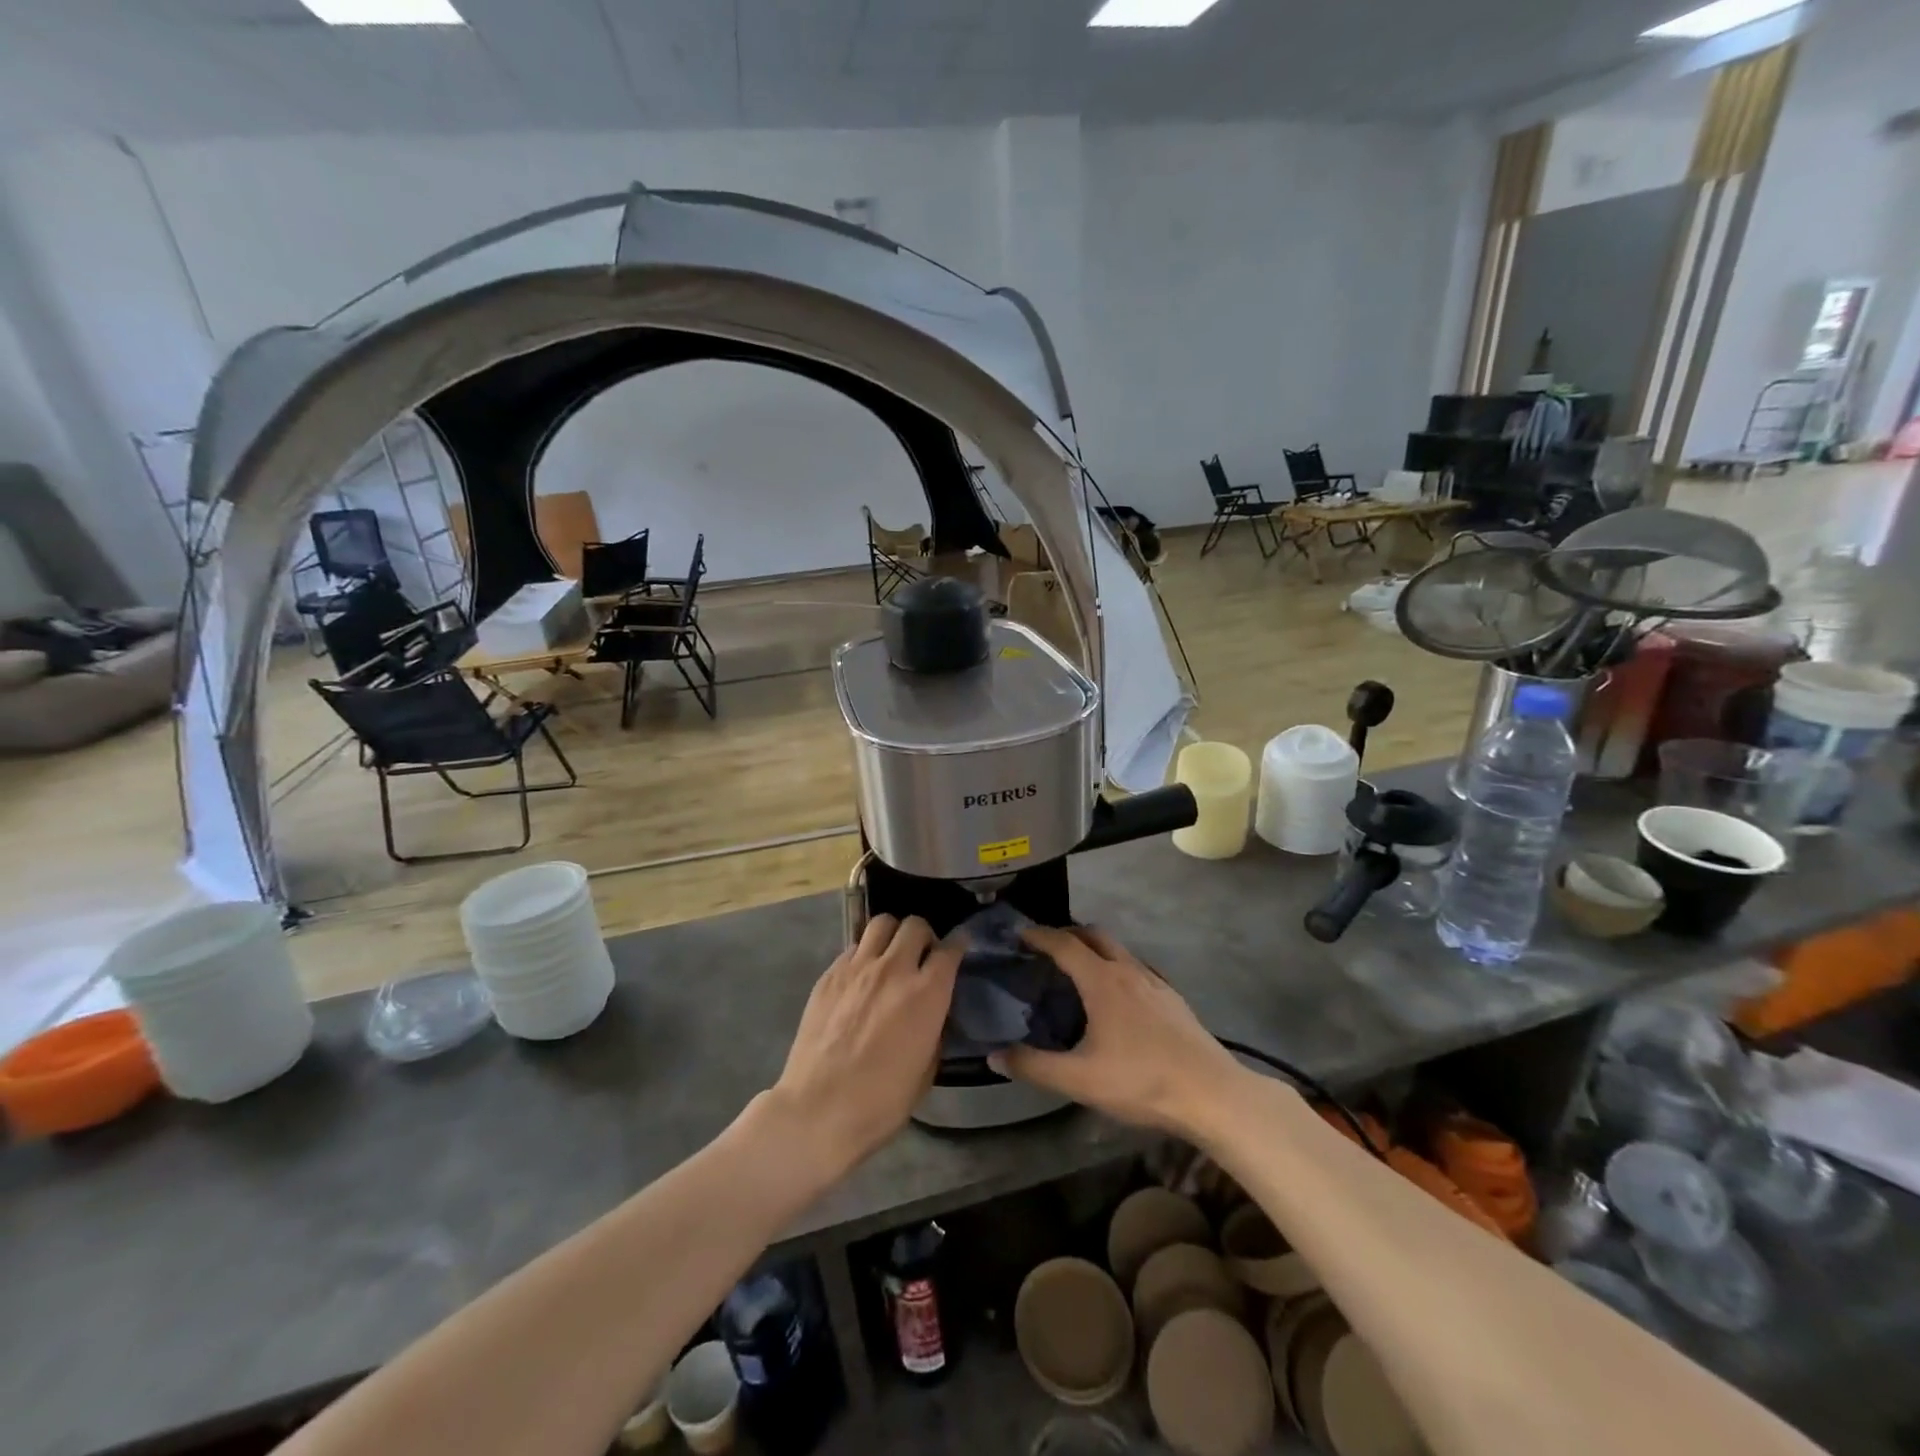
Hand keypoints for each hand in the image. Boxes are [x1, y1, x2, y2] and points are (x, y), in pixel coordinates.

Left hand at [767, 915, 959, 1177]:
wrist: (818, 1111)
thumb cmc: (880, 1102)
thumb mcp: (926, 1070)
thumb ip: (935, 1030)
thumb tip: (933, 1012)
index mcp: (927, 994)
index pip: (950, 949)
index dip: (959, 944)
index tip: (960, 945)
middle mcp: (894, 969)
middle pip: (915, 925)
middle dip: (924, 935)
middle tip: (922, 954)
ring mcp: (857, 968)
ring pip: (881, 923)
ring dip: (893, 934)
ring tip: (891, 954)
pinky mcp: (829, 975)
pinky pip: (853, 947)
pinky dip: (864, 953)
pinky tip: (862, 975)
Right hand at [993, 925, 1245, 1139]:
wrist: (1211, 1094)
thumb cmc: (1141, 1082)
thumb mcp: (1079, 1080)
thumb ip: (1034, 1066)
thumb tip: (993, 1057)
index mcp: (1102, 981)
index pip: (1063, 944)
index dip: (1038, 935)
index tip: (1018, 934)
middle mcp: (1128, 970)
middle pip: (1093, 934)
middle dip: (1067, 933)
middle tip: (1045, 949)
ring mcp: (1155, 982)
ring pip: (1118, 949)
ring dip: (1094, 948)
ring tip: (1078, 970)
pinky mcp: (1173, 998)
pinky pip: (1138, 967)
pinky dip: (1118, 966)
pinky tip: (1118, 996)